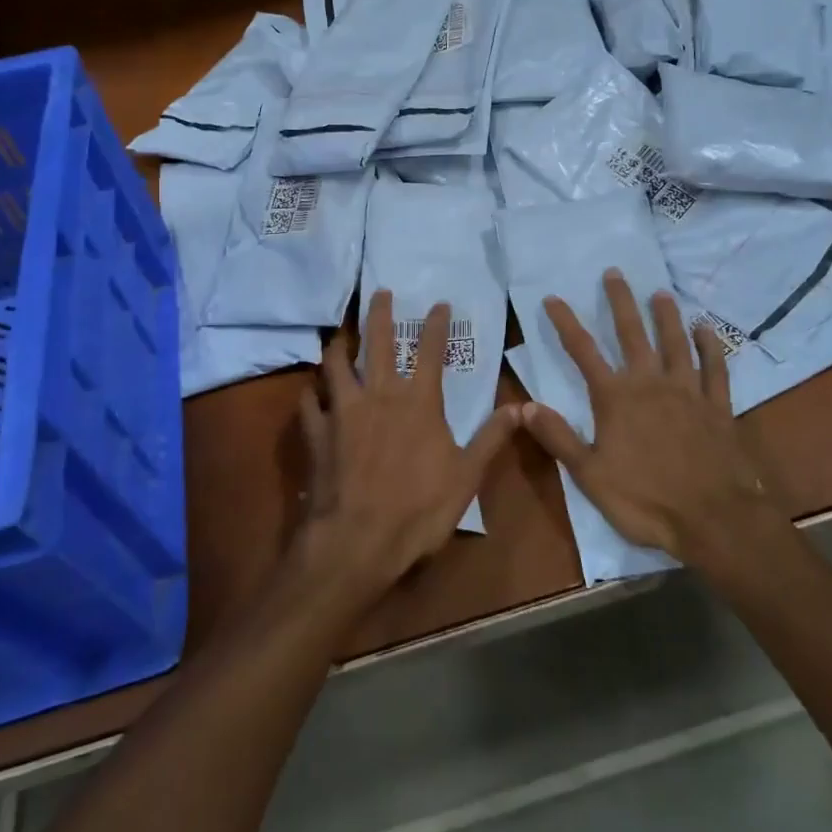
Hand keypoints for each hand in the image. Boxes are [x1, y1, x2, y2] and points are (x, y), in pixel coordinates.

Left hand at [294, 291, 518, 603]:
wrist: (357, 540)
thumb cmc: (418, 509)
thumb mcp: (467, 476)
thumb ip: (491, 438)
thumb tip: (521, 407)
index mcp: (418, 402)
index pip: (430, 352)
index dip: (435, 325)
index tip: (438, 303)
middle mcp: (378, 395)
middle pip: (376, 343)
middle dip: (379, 314)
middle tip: (379, 292)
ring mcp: (343, 411)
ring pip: (336, 364)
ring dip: (338, 345)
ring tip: (339, 333)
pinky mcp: (316, 431)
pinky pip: (310, 402)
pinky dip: (312, 393)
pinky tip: (312, 391)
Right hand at [522, 270, 780, 565]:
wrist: (713, 519)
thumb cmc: (645, 500)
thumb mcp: (589, 475)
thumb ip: (558, 437)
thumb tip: (523, 406)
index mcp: (615, 398)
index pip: (583, 351)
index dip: (565, 323)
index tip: (553, 298)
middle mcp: (650, 383)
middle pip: (633, 334)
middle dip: (620, 302)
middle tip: (615, 273)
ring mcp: (688, 391)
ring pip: (675, 343)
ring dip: (666, 316)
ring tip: (660, 293)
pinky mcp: (718, 406)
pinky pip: (715, 368)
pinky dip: (710, 347)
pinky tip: (706, 330)